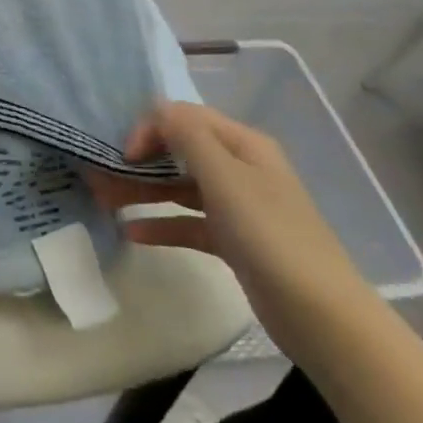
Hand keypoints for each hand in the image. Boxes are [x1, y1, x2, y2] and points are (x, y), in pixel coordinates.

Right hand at [90, 101, 379, 365]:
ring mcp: (238, 206)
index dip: (150, 128)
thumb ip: (188, 136)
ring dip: (144, 189)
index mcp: (242, 144)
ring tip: (105, 200)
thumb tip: (158, 108)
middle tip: (101, 176)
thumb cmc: (269, 234)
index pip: (185, 117)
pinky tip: (132, 232)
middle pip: (181, 151)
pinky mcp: (234, 241)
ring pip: (181, 187)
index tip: (124, 155)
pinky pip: (189, 222)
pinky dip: (162, 224)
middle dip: (141, 159)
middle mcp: (240, 167)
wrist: (320, 315)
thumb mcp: (225, 177)